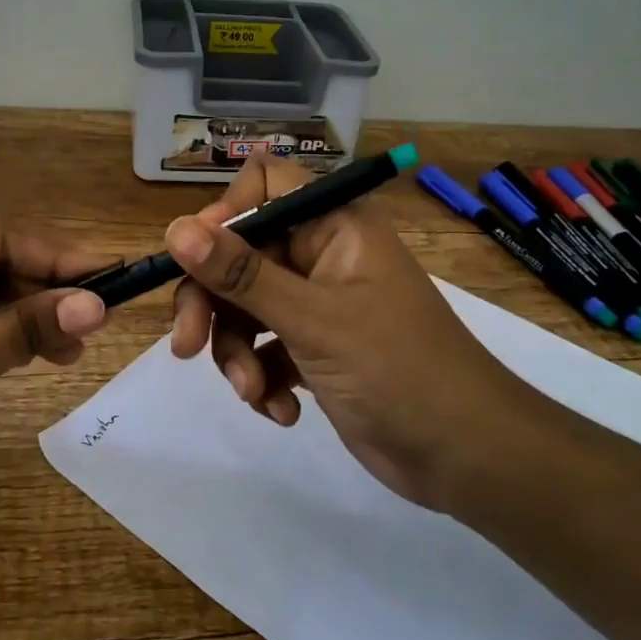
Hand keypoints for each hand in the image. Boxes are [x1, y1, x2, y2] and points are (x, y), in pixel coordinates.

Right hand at [166, 152, 526, 509]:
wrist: (466, 455)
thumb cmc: (397, 369)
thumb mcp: (312, 319)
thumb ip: (240, 274)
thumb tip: (174, 229)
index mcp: (334, 225)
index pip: (265, 184)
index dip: (223, 213)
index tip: (194, 257)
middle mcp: (322, 255)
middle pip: (240, 254)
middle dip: (211, 302)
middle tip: (186, 346)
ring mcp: (318, 303)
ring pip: (245, 307)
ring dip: (237, 352)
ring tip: (254, 393)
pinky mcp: (315, 349)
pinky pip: (264, 347)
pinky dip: (262, 378)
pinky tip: (280, 411)